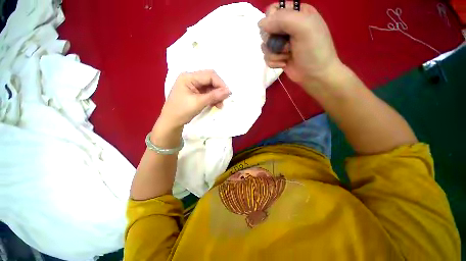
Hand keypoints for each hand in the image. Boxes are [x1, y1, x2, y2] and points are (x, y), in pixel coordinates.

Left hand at [158, 70, 230, 129]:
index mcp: (189, 77)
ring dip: (216, 95)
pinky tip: (215, 104)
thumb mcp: (199, 103)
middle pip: (210, 80)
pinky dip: (212, 98)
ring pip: (210, 87)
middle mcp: (191, 78)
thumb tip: (228, 91)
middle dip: (219, 90)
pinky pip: (207, 93)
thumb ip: (214, 96)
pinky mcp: (195, 92)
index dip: (220, 83)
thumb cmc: (182, 111)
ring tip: (220, 105)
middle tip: (224, 100)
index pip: (209, 75)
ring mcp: (193, 86)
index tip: (228, 94)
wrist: (171, 121)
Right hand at [259, 2, 342, 90]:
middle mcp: (288, 27)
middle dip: (273, 39)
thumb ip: (283, 19)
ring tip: (287, 55)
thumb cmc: (314, 50)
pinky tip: (284, 63)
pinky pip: (267, 57)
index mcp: (296, 14)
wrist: (315, 75)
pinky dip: (274, 62)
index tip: (277, 30)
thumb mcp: (304, 27)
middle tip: (285, 45)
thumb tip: (260, 24)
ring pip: (265, 45)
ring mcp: (282, 44)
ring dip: (274, 53)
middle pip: (267, 28)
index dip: (271, 19)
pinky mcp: (278, 57)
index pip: (274, 10)